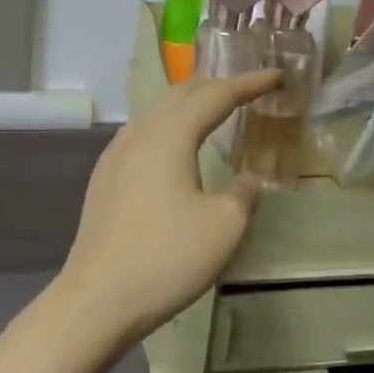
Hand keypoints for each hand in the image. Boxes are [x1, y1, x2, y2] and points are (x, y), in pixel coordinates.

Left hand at [54, 70, 279, 347]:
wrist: (98, 296)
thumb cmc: (166, 257)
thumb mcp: (224, 227)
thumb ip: (242, 194)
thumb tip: (247, 179)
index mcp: (169, 135)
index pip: (215, 95)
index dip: (248, 83)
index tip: (276, 76)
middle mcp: (138, 134)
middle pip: (180, 94)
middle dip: (216, 85)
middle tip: (247, 88)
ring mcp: (115, 155)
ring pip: (156, 112)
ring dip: (188, 104)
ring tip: (213, 109)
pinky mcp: (104, 178)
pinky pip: (142, 134)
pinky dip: (168, 126)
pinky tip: (172, 145)